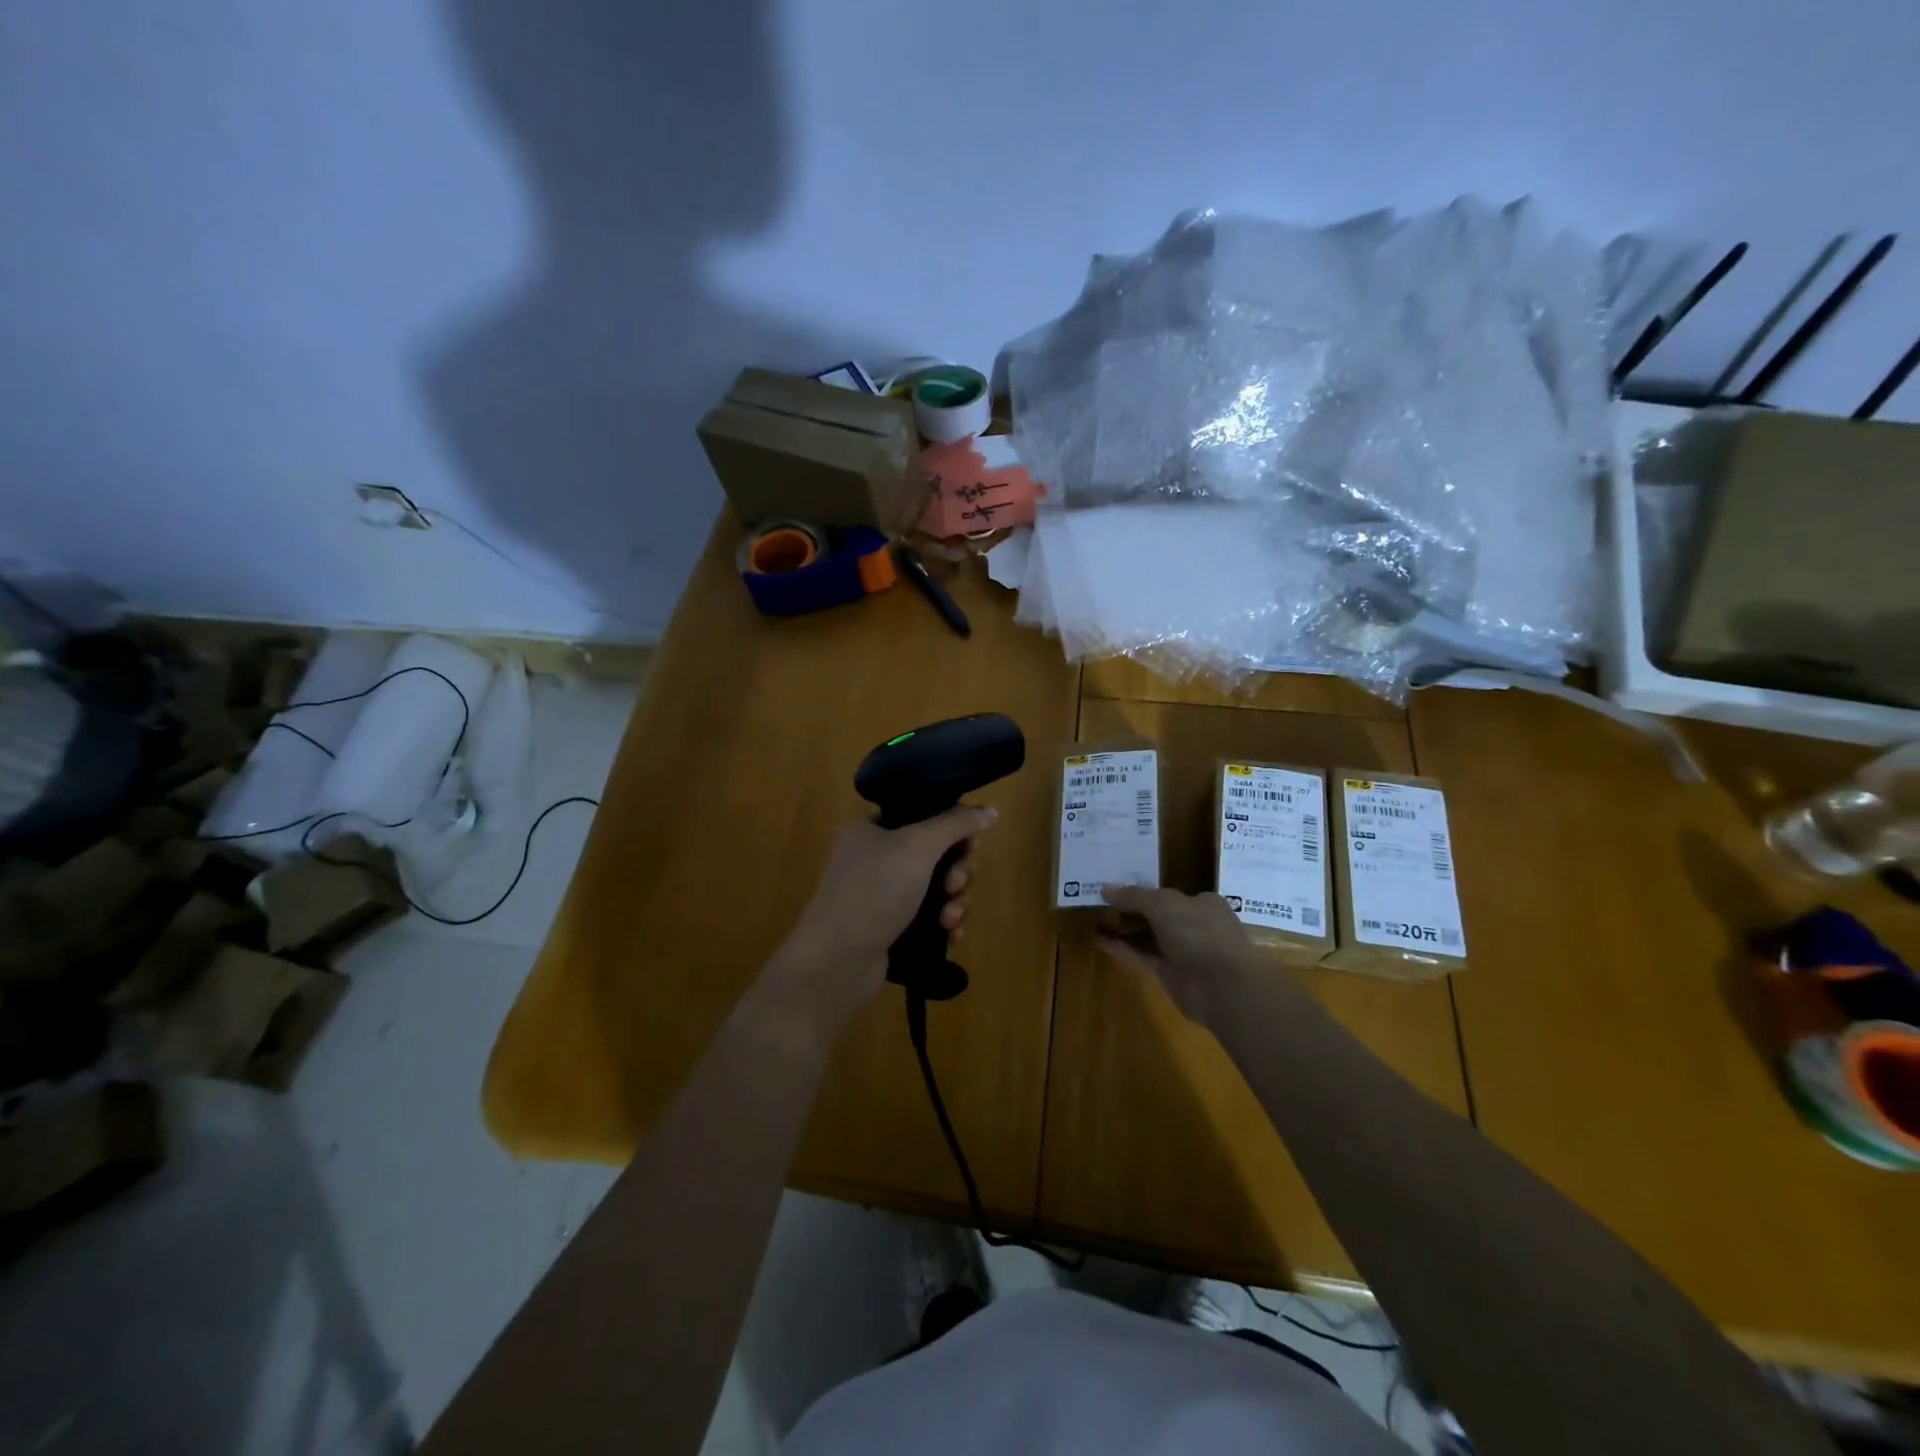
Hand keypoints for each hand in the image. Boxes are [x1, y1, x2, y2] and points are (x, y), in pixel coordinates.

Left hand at [763, 805, 996, 1032]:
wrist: (836, 961)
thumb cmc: (875, 891)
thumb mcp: (918, 846)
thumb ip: (956, 823)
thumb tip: (991, 810)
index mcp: (873, 828)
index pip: (924, 814)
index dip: (953, 829)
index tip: (970, 847)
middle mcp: (875, 856)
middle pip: (936, 853)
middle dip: (956, 871)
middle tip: (954, 884)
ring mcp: (881, 894)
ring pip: (936, 887)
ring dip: (954, 900)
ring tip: (950, 918)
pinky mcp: (890, 927)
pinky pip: (929, 916)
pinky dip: (944, 922)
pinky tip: (951, 935)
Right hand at [1097, 885, 1263, 1028]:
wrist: (1223, 987)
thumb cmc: (1199, 933)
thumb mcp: (1164, 904)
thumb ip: (1134, 896)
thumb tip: (1105, 888)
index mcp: (1202, 904)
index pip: (1169, 895)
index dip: (1143, 892)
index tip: (1117, 891)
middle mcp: (1195, 926)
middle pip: (1157, 916)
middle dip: (1131, 912)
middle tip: (1100, 905)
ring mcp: (1183, 953)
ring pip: (1148, 938)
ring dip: (1123, 931)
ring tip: (1094, 921)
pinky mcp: (1171, 976)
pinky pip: (1142, 957)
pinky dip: (1122, 949)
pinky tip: (1099, 940)